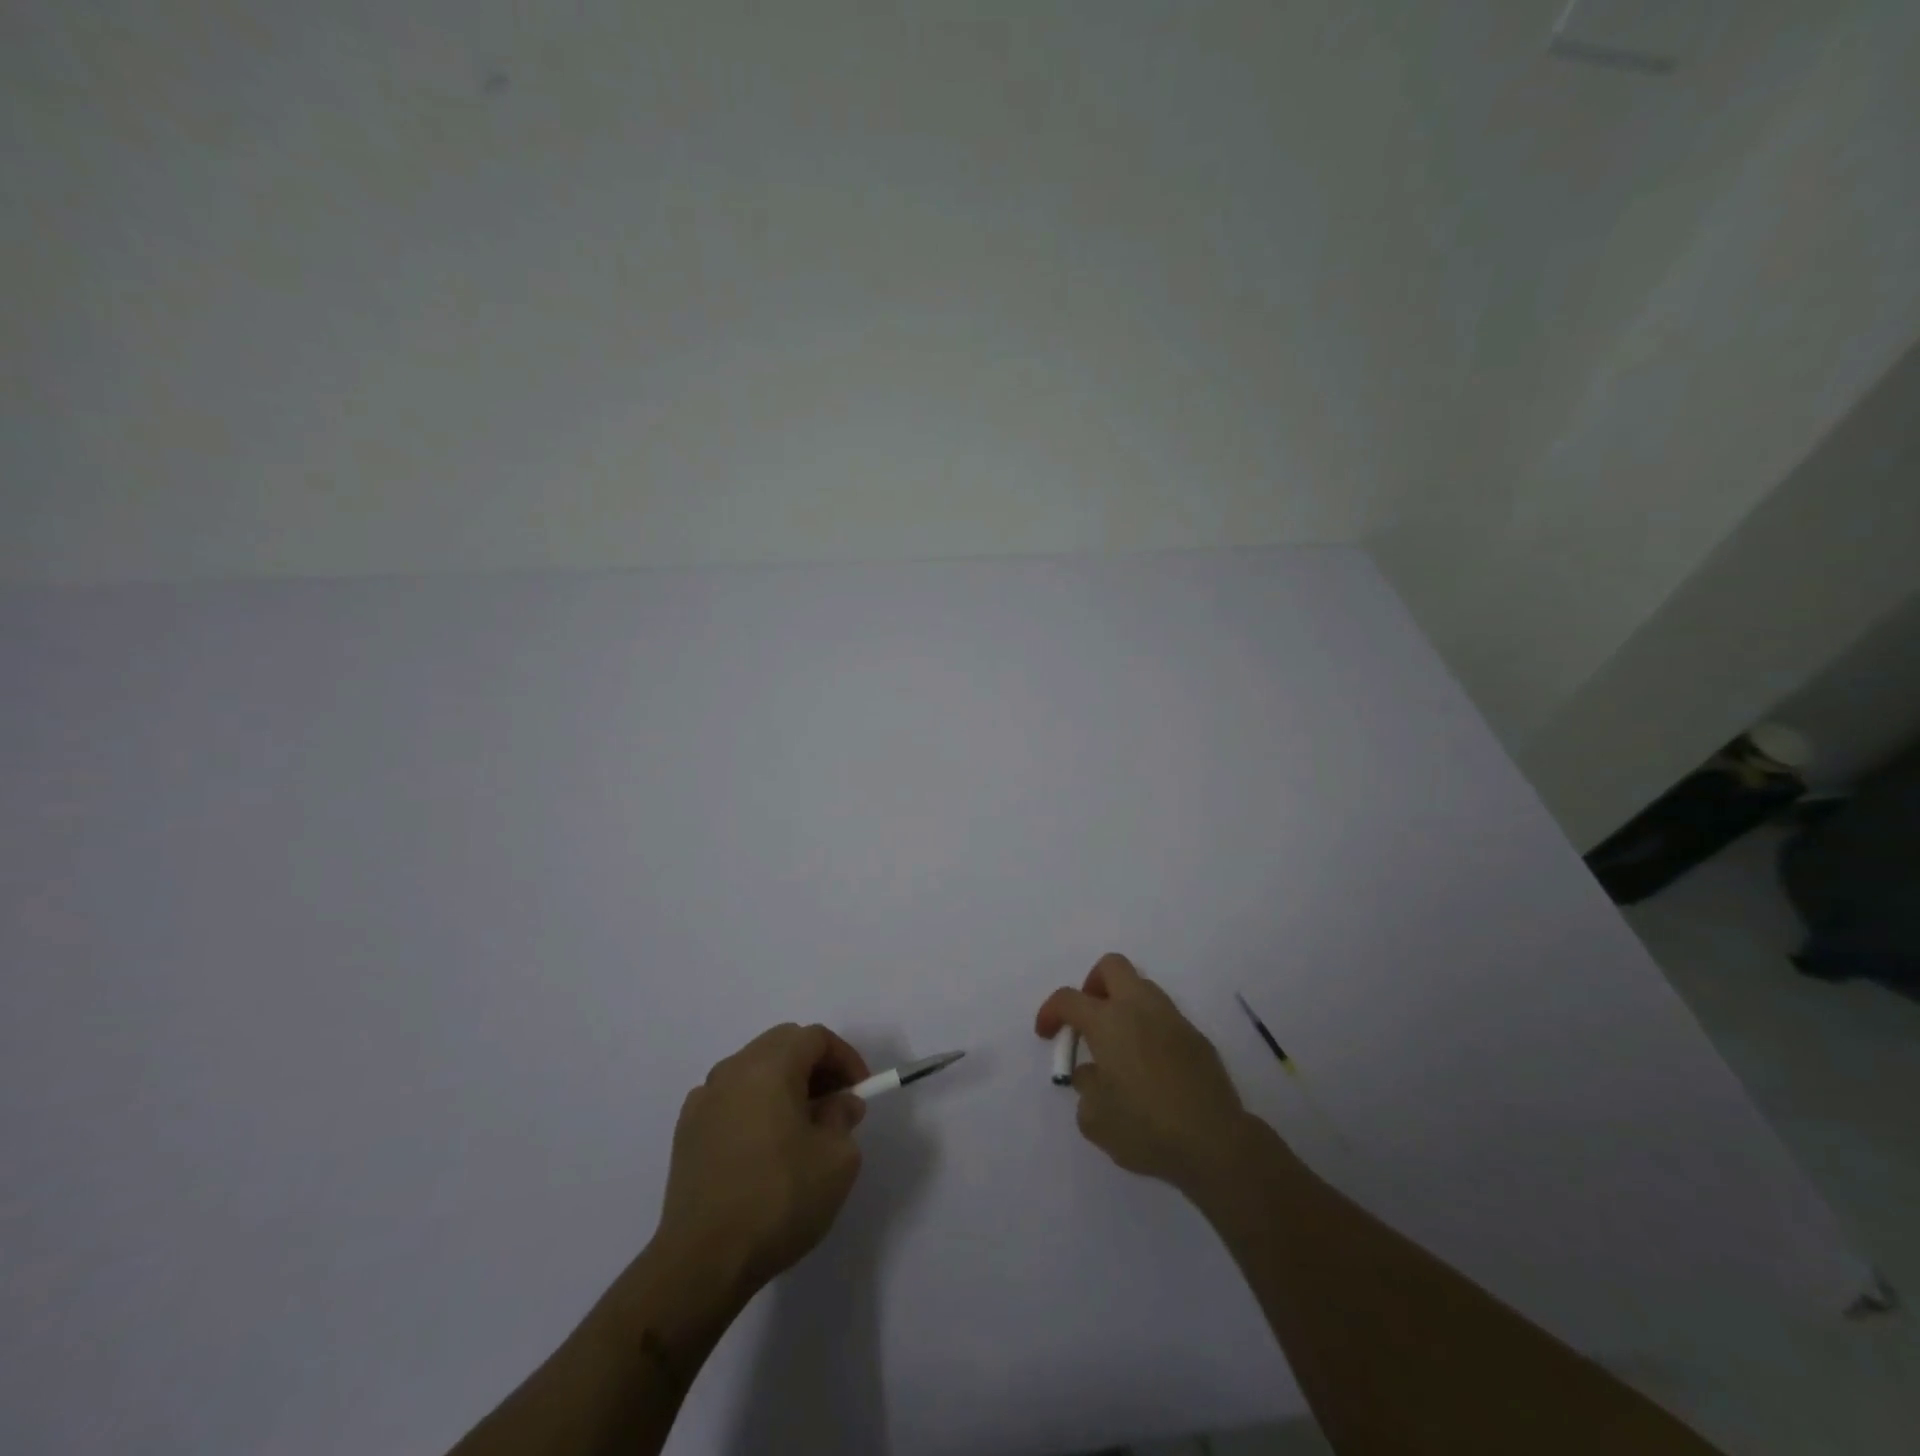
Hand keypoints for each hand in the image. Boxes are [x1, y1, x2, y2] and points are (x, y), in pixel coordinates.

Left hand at [655, 1023, 869, 1297]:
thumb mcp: (837, 1159)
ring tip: (801, 1125)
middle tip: (835, 1102)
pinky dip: (754, 1105)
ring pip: (754, 1069)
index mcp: (770, 1066)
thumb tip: (839, 1103)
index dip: (845, 1057)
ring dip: (783, 1084)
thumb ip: (843, 1117)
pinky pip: (730, 1098)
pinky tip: (763, 1146)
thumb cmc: (779, 1199)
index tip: (860, 1090)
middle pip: (782, 1044)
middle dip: (815, 1065)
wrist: (702, 1261)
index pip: (815, 1037)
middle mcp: (733, 1069)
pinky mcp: (687, 1130)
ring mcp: (704, 1099)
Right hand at [1036, 953, 1251, 1192]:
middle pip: (1111, 967)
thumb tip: (1093, 1074)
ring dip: (1123, 1004)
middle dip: (1093, 985)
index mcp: (1108, 1021)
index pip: (1068, 998)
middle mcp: (1139, 1008)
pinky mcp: (1196, 1037)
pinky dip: (1148, 1028)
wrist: (1215, 1143)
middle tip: (1087, 1020)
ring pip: (1141, 988)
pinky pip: (1163, 1017)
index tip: (1046, 1034)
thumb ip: (1085, 1088)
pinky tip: (1148, 1065)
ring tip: (1118, 1045)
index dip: (1050, 1012)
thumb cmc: (1146, 1128)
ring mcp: (1172, 1018)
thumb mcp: (1095, 1118)